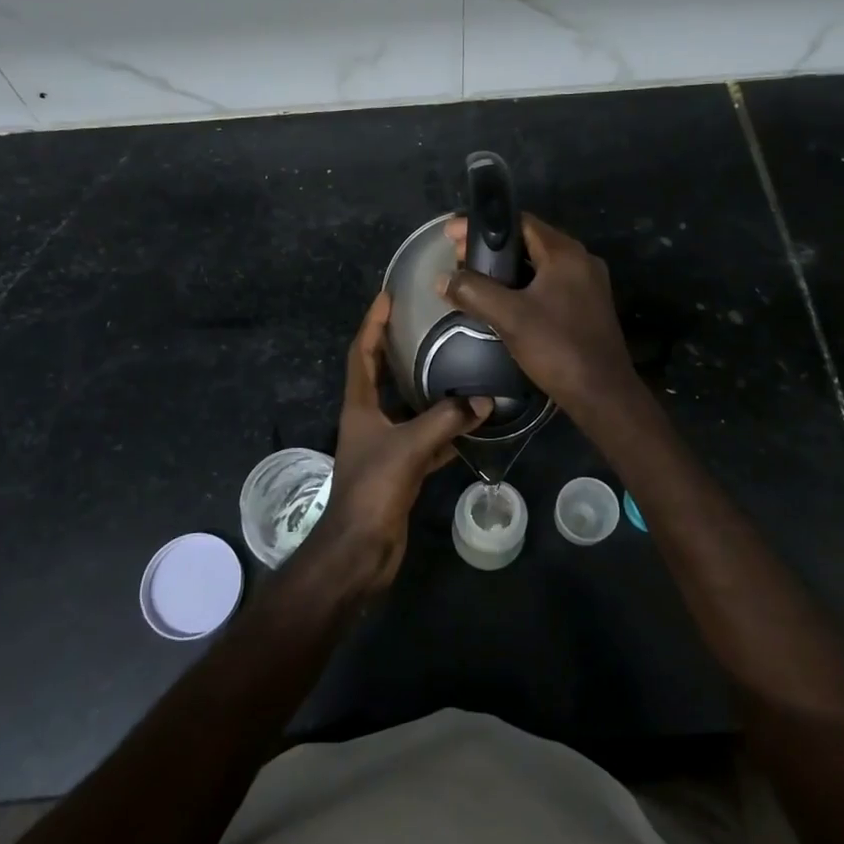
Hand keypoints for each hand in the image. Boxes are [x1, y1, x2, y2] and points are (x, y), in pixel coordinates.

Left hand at [310, 292, 490, 591]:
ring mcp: (383, 445)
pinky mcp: (400, 469)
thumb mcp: (409, 447)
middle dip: (397, 348)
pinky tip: (469, 423)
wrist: (361, 548)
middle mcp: (368, 420)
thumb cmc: (373, 488)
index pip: (362, 353)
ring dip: (426, 389)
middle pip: (381, 375)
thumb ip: (446, 421)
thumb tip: (483, 401)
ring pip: (407, 408)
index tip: (388, 295)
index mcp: (359, 406)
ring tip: (453, 365)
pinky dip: (445, 430)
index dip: (372, 323)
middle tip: (424, 324)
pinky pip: (425, 439)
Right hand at [442, 214, 640, 423]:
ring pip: (539, 264)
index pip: (520, 222)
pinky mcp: (586, 307)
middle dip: (491, 247)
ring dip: (506, 268)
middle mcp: (580, 261)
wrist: (602, 394)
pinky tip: (501, 301)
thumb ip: (474, 292)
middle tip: (458, 259)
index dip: (482, 225)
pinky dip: (522, 285)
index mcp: (566, 253)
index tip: (451, 235)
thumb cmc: (558, 348)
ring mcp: (586, 285)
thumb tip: (443, 279)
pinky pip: (548, 284)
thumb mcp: (510, 318)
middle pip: (529, 241)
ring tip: (473, 278)